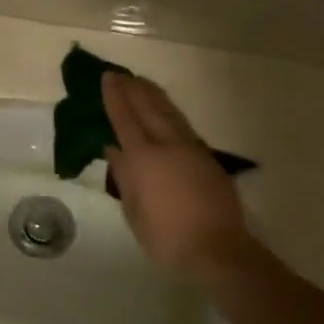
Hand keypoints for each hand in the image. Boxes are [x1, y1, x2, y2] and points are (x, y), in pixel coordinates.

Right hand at [102, 72, 250, 280]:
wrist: (217, 249)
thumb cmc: (166, 236)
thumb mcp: (134, 210)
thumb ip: (124, 177)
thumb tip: (114, 150)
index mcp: (145, 159)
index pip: (125, 120)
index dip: (115, 98)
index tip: (107, 78)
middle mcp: (169, 146)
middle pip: (150, 108)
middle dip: (134, 89)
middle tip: (121, 74)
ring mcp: (192, 150)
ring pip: (171, 113)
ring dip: (154, 96)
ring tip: (142, 83)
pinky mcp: (207, 159)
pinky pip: (183, 126)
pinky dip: (169, 113)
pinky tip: (165, 113)